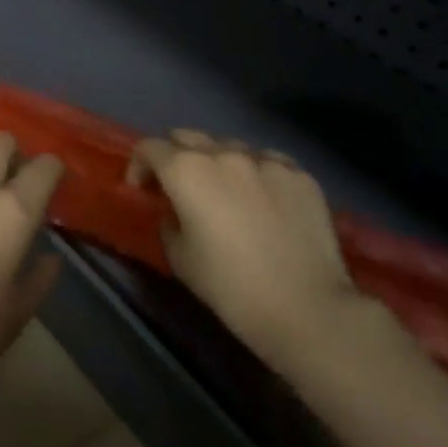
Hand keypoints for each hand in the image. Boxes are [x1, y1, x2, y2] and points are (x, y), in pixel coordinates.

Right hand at [131, 130, 359, 372]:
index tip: (143, 191)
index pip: (149, 148)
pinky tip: (264, 200)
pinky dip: (256, 173)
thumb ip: (169, 221)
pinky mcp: (300, 175)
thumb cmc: (231, 287)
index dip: (139, 166)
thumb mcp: (179, 258)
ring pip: (229, 147)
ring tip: (226, 192)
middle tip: (179, 187)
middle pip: (187, 137)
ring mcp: (266, 160)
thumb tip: (176, 210)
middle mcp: (223, 154)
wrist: (308, 309)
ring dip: (217, 163)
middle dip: (175, 156)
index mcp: (185, 170)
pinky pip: (268, 162)